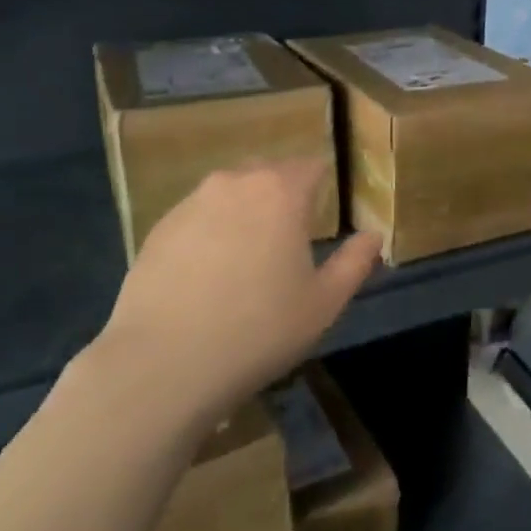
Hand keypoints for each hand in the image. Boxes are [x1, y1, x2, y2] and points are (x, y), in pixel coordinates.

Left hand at [92, 161, 380, 412]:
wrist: (163, 364)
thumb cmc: (259, 330)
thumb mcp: (324, 303)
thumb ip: (355, 262)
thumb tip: (373, 236)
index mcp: (280, 192)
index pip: (310, 166)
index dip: (323, 183)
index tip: (327, 211)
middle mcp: (234, 183)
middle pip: (268, 173)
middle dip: (283, 195)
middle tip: (291, 237)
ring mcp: (190, 203)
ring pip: (229, 193)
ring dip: (244, 212)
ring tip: (247, 258)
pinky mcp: (157, 229)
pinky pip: (197, 217)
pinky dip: (210, 233)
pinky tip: (209, 275)